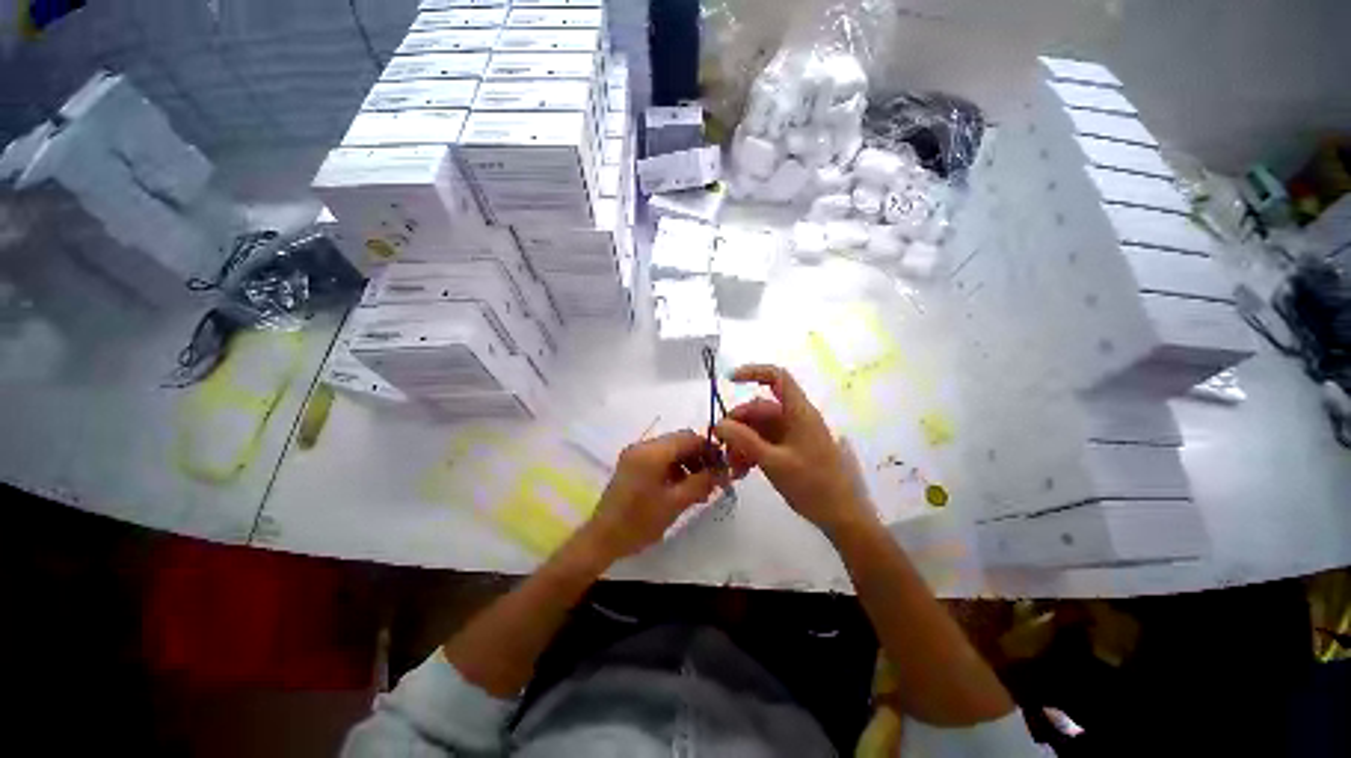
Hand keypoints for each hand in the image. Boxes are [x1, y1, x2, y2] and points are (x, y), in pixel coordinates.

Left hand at [579, 430, 721, 561]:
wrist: (603, 539)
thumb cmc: (640, 521)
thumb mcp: (676, 502)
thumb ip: (701, 482)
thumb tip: (723, 472)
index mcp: (652, 452)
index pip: (688, 438)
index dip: (708, 449)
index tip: (723, 466)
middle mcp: (642, 446)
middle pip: (679, 441)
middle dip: (699, 457)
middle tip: (714, 478)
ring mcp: (635, 454)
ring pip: (670, 450)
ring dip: (687, 463)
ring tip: (700, 487)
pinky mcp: (631, 464)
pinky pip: (659, 458)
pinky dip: (674, 468)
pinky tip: (683, 488)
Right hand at [714, 364, 875, 534]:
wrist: (842, 517)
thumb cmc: (814, 486)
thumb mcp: (774, 462)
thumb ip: (745, 441)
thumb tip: (719, 424)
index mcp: (799, 412)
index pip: (777, 377)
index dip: (753, 372)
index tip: (729, 380)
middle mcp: (795, 419)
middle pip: (760, 408)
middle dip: (737, 425)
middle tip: (722, 446)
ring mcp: (792, 435)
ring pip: (759, 428)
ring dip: (741, 443)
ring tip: (732, 467)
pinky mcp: (790, 451)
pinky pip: (764, 443)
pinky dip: (750, 453)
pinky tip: (741, 471)